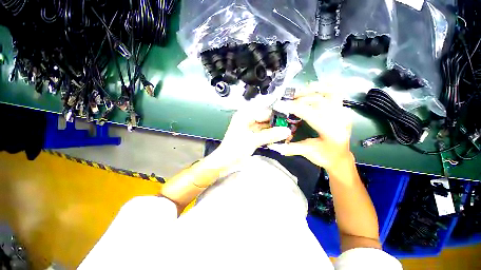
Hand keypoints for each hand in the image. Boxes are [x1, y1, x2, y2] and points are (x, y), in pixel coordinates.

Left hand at [212, 108, 291, 166]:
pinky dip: (270, 135)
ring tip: (287, 132)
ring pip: (265, 126)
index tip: (289, 118)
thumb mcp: (253, 141)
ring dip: (274, 130)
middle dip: (276, 123)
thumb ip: (270, 135)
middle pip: (265, 118)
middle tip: (290, 126)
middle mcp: (247, 119)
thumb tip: (287, 130)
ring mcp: (250, 128)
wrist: (225, 162)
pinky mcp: (251, 135)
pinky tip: (279, 137)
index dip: (276, 114)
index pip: (264, 111)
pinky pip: (263, 132)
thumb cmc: (235, 149)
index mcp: (244, 116)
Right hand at [268, 85, 352, 171]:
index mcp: (330, 132)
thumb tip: (273, 144)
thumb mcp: (307, 153)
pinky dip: (324, 87)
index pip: (311, 114)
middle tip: (287, 101)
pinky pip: (335, 92)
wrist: (340, 157)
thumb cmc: (325, 156)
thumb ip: (290, 147)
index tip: (280, 105)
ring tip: (298, 93)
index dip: (294, 108)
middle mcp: (340, 119)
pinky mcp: (342, 109)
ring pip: (329, 93)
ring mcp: (343, 112)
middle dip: (300, 99)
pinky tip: (312, 88)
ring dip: (312, 90)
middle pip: (319, 101)